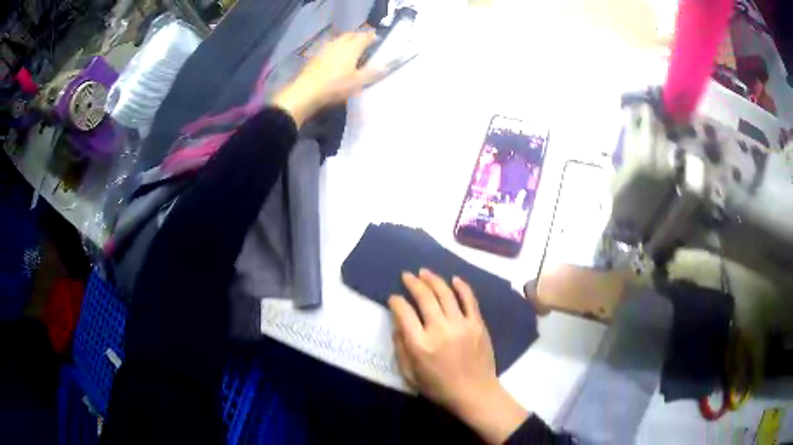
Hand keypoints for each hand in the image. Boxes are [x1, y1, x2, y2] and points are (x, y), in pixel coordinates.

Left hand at [271, 32, 378, 126]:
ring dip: (346, 40)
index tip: (377, 38)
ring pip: (339, 39)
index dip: (372, 37)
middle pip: (351, 35)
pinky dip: (335, 47)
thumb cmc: (335, 86)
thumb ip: (373, 72)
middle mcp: (339, 43)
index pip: (365, 37)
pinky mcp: (315, 55)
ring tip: (350, 46)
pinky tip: (334, 55)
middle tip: (364, 41)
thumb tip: (388, 65)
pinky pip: (329, 46)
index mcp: (352, 47)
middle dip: (359, 36)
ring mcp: (325, 48)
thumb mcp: (358, 82)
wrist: (306, 91)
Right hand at [389, 269, 528, 443]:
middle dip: (413, 283)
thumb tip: (397, 323)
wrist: (474, 392)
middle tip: (407, 275)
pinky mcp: (478, 324)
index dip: (396, 301)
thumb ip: (401, 347)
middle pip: (424, 297)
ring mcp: (462, 324)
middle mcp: (440, 329)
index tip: (393, 297)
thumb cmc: (439, 387)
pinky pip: (469, 299)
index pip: (404, 312)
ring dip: (433, 279)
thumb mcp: (410, 374)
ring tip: (425, 272)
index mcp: (420, 344)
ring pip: (446, 293)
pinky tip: (454, 278)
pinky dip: (461, 286)